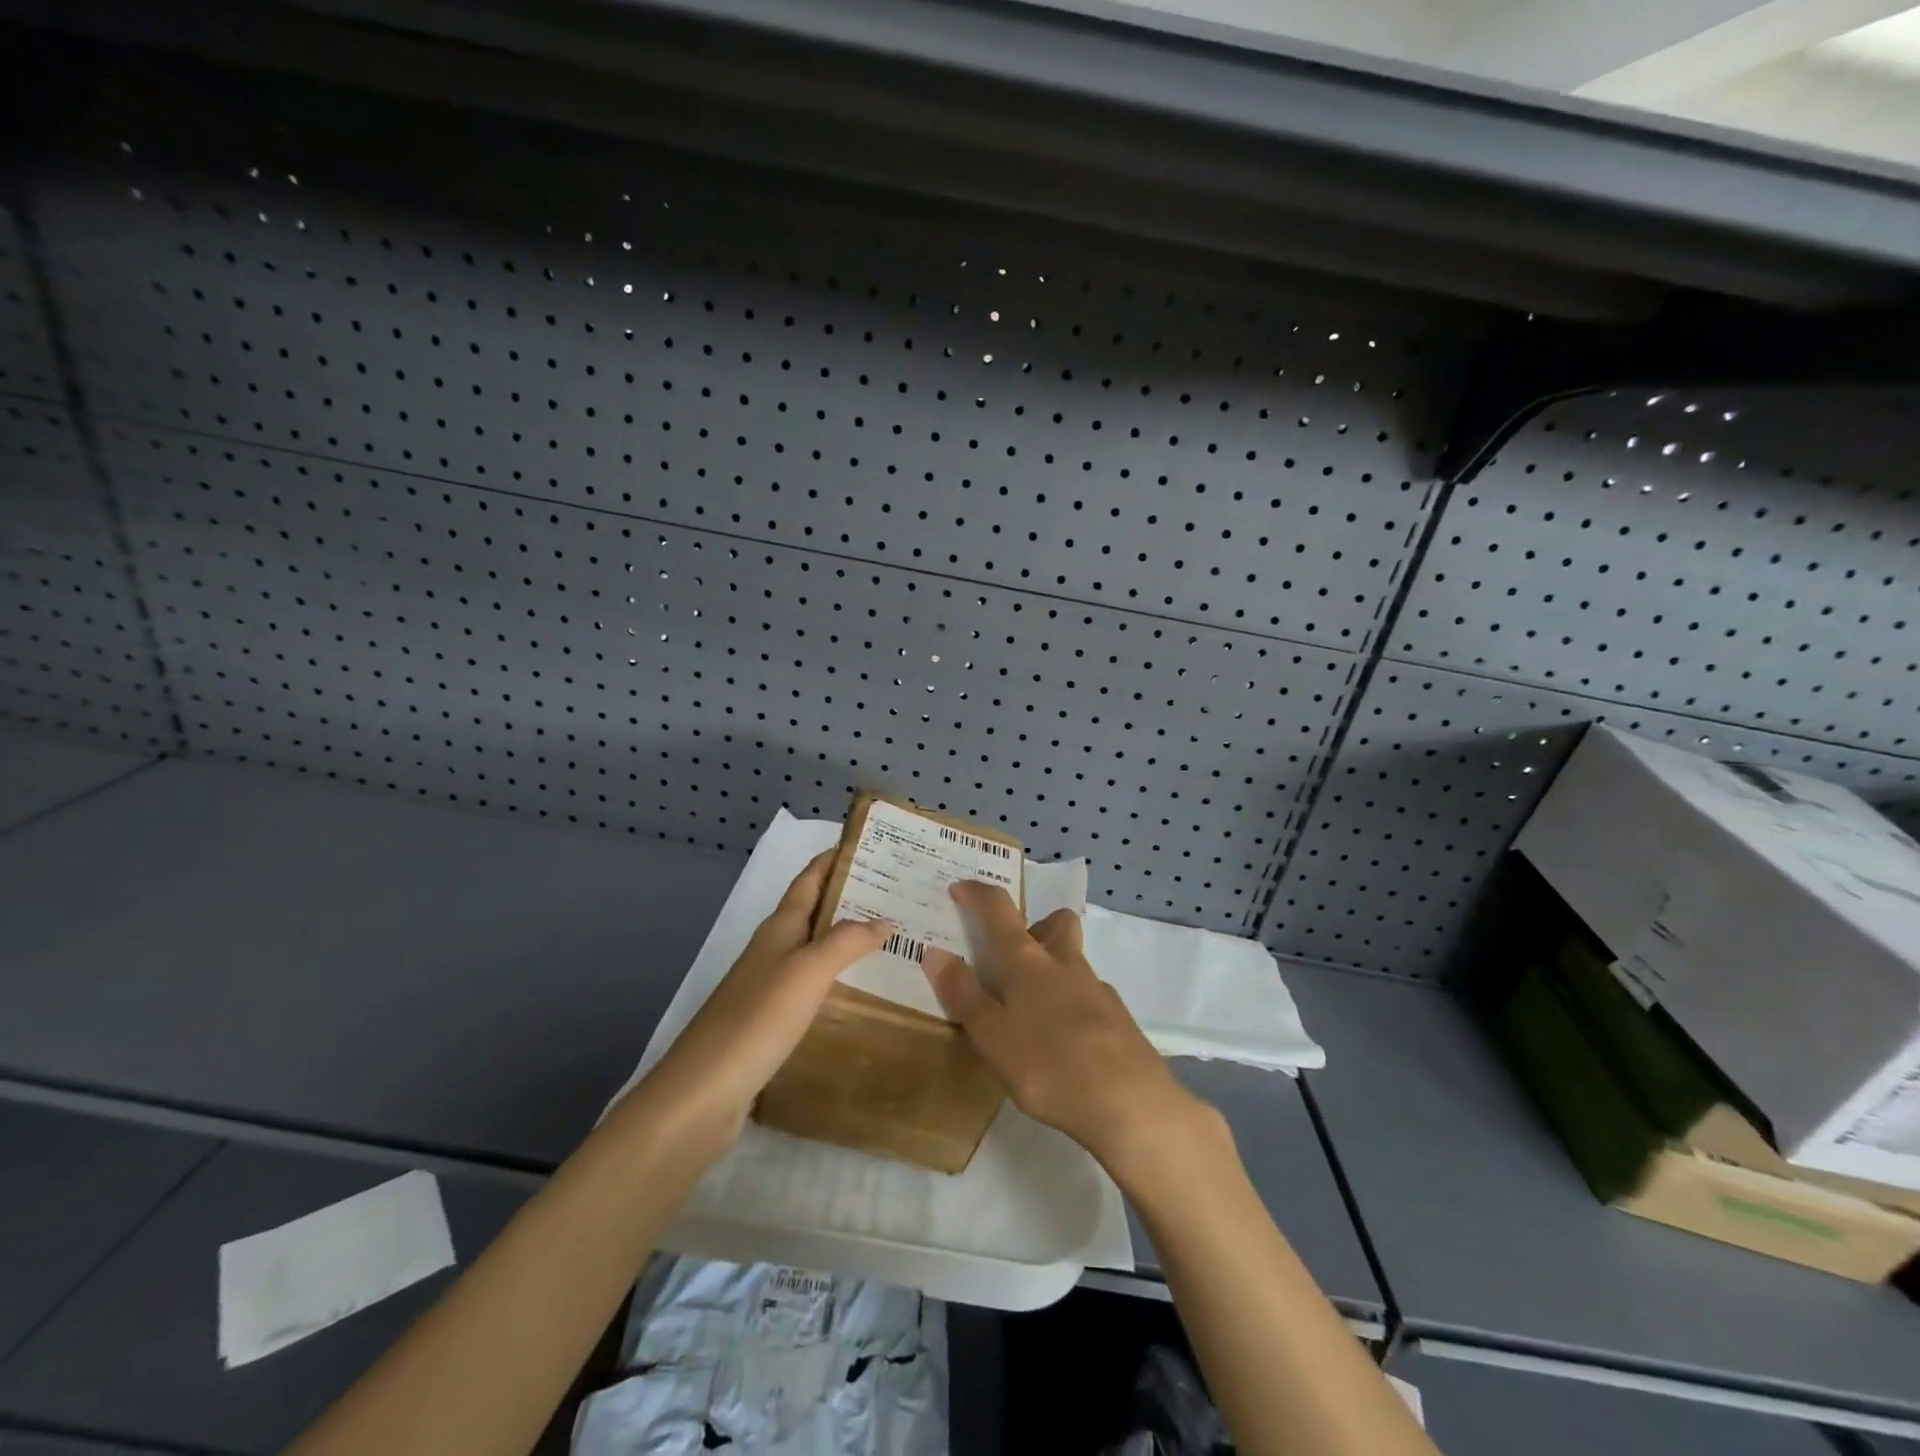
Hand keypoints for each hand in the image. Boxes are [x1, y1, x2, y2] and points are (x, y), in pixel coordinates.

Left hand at [643, 850, 891, 1139]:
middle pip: (812, 911)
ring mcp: (768, 986)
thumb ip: (847, 941)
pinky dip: (837, 978)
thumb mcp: (808, 970)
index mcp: (779, 928)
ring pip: (813, 950)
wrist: (704, 1091)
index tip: (867, 844)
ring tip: (889, 939)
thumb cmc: (759, 1018)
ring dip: (845, 939)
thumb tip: (883, 919)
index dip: (833, 858)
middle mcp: (772, 949)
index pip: (808, 879)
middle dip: (849, 897)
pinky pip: (811, 986)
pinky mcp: (770, 1021)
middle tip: (896, 894)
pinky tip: (859, 992)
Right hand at [922, 881, 1210, 1174]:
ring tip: (1032, 1009)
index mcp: (1027, 962)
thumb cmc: (1048, 1066)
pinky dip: (1072, 1005)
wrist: (1129, 1102)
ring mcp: (1097, 989)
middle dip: (1036, 925)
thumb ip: (963, 994)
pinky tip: (1064, 1042)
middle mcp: (1064, 964)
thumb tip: (935, 952)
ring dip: (1053, 968)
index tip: (960, 889)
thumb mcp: (992, 1036)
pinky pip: (1089, 996)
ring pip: (1073, 960)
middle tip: (1014, 955)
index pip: (999, 910)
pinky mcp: (1118, 1018)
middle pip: (1056, 923)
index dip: (978, 894)